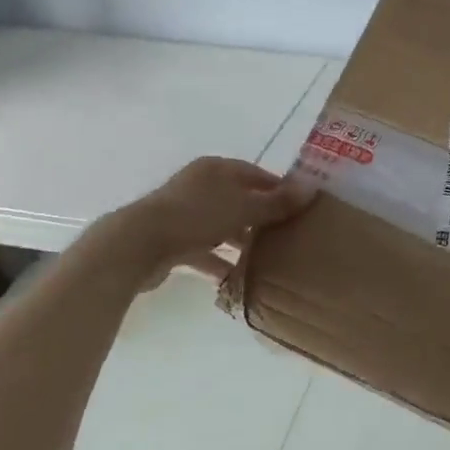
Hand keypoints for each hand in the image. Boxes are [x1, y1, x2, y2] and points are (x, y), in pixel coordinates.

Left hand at [93, 157, 309, 289]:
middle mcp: (200, 186)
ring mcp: (184, 214)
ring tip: (269, 260)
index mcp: (216, 169)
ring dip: (242, 243)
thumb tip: (312, 189)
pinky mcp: (173, 241)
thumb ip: (277, 202)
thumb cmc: (196, 216)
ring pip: (222, 227)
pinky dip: (220, 263)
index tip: (301, 210)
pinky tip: (239, 280)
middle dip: (262, 219)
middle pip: (240, 200)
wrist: (138, 245)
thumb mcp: (244, 207)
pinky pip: (205, 251)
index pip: (256, 174)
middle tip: (289, 237)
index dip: (280, 189)